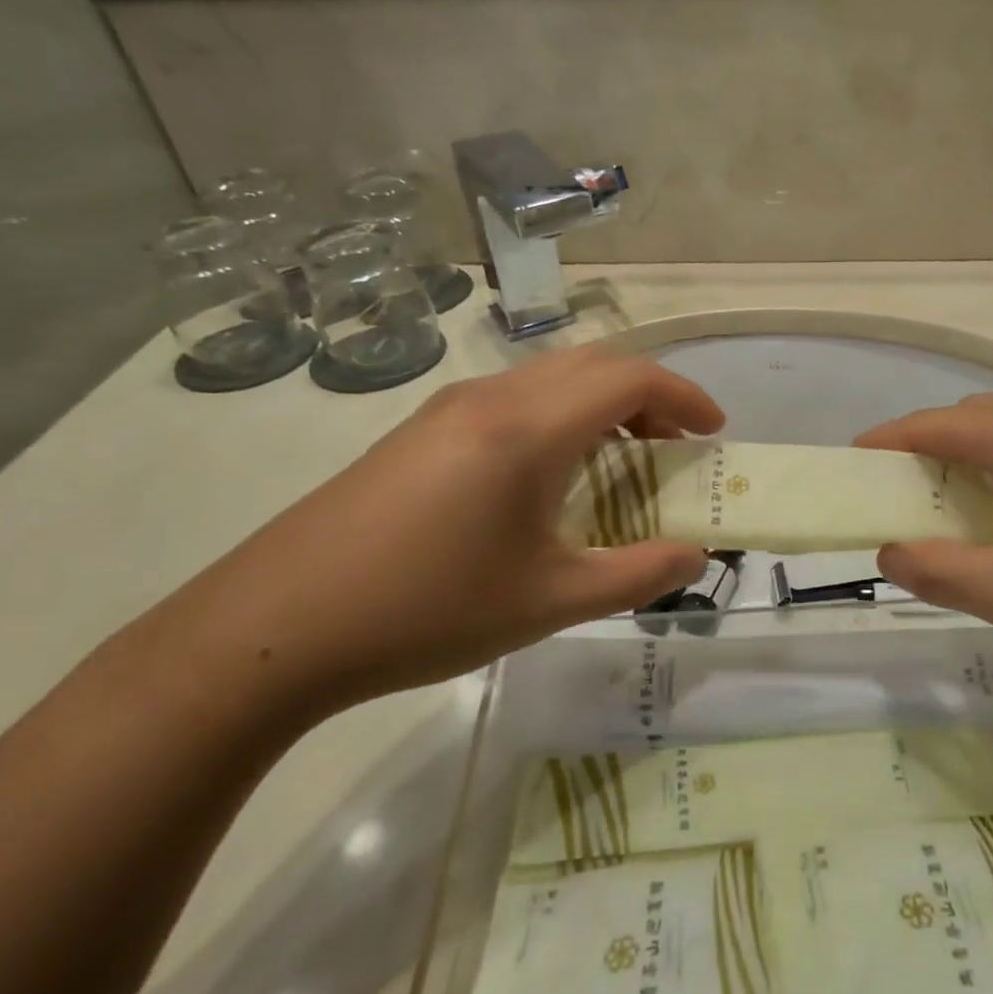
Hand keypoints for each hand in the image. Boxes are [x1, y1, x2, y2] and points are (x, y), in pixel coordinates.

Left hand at [134, 348, 722, 722]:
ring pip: (547, 379)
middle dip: (647, 396)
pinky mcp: (417, 434)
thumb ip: (637, 574)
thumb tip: (695, 556)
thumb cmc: (430, 609)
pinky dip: (556, 417)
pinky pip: (510, 401)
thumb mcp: (551, 600)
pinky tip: (548, 476)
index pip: (630, 378)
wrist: (278, 628)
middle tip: (675, 446)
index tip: (714, 432)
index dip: (684, 396)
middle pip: (591, 365)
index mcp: (529, 428)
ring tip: (622, 459)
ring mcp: (445, 411)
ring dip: (599, 404)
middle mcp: (490, 398)